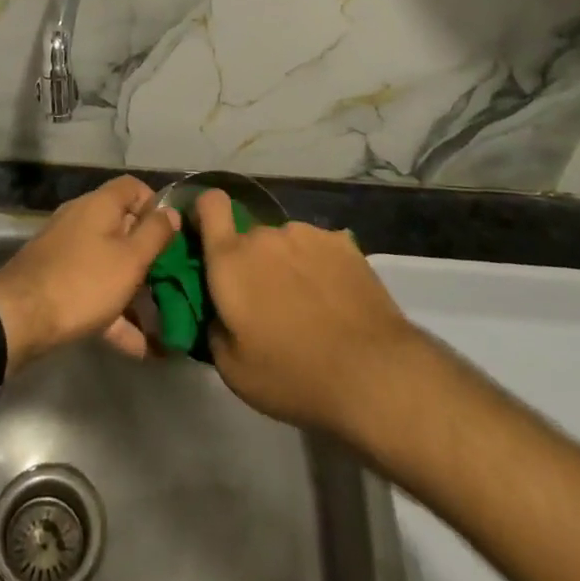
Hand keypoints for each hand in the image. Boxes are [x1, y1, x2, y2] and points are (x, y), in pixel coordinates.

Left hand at [0, 176, 179, 369]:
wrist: (19, 317)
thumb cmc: (84, 282)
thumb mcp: (130, 259)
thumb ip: (155, 234)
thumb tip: (171, 211)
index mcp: (99, 204)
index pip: (133, 187)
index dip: (155, 204)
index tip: (171, 234)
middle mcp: (80, 219)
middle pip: (121, 226)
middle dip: (147, 253)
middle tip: (170, 278)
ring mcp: (65, 250)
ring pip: (107, 261)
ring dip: (132, 288)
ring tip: (160, 319)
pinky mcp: (55, 279)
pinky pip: (91, 288)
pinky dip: (113, 311)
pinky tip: (137, 346)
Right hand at [194, 189, 419, 437]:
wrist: (373, 374)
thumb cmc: (293, 376)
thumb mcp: (233, 370)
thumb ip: (213, 327)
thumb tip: (218, 309)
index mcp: (230, 261)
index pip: (210, 204)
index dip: (206, 214)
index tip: (210, 240)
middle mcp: (264, 235)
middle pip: (250, 237)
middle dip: (253, 262)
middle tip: (269, 305)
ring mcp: (306, 234)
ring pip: (285, 243)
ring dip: (287, 264)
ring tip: (309, 306)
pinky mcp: (343, 242)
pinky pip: (318, 248)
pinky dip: (319, 267)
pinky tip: (336, 301)